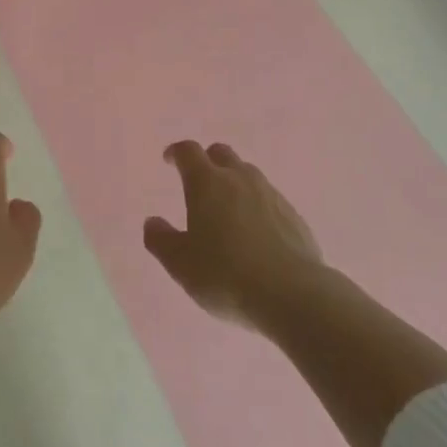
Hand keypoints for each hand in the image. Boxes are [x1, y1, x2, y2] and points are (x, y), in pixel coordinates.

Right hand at [144, 141, 323, 329]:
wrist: (292, 294)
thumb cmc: (226, 275)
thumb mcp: (181, 264)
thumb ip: (161, 240)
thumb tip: (152, 222)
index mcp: (207, 183)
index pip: (189, 152)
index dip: (176, 153)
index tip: (169, 161)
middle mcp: (239, 179)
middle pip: (221, 153)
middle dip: (207, 161)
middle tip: (199, 182)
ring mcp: (270, 194)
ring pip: (248, 174)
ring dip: (234, 182)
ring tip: (227, 210)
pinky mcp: (294, 215)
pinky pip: (269, 199)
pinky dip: (256, 205)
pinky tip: (256, 232)